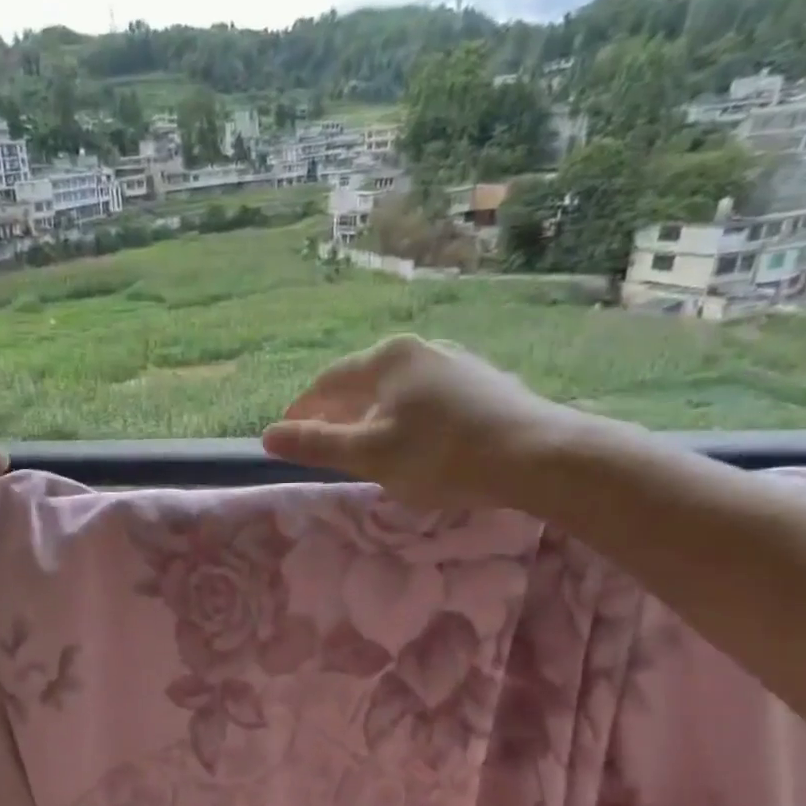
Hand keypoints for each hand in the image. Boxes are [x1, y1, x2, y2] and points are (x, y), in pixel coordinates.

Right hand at [261, 335, 584, 509]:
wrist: (537, 456)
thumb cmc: (441, 455)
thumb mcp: (368, 455)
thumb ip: (316, 444)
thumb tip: (268, 436)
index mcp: (387, 358)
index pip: (328, 383)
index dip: (302, 411)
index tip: (287, 435)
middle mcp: (421, 349)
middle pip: (363, 383)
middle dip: (337, 414)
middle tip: (323, 445)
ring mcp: (457, 362)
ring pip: (397, 391)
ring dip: (373, 417)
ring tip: (366, 447)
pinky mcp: (485, 383)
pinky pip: (428, 399)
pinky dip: (408, 419)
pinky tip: (416, 444)